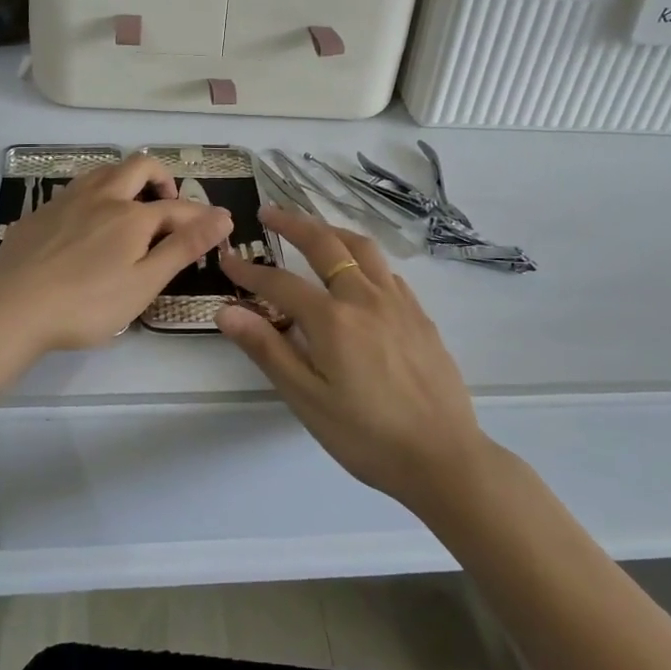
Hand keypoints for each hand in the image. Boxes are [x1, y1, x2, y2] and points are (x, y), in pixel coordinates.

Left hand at [0, 155, 232, 354]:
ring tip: (131, 206)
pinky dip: (95, 194)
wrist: (10, 307)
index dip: (202, 216)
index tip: (219, 225)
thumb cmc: (86, 304)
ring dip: (126, 179)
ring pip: (105, 170)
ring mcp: (68, 200)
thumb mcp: (143, 283)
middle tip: (168, 203)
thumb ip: (183, 248)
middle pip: (139, 166)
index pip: (177, 207)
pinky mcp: (41, 212)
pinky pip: (77, 188)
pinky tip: (87, 222)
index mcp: (132, 216)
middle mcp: (102, 196)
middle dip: (162, 178)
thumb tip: (222, 216)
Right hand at [217, 206, 488, 512]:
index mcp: (333, 320)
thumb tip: (227, 312)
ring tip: (314, 229)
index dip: (250, 271)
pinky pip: (387, 271)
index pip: (280, 283)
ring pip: (363, 248)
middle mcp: (365, 298)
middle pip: (326, 245)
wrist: (443, 457)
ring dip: (332, 231)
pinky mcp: (420, 315)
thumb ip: (268, 350)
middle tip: (270, 212)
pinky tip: (360, 272)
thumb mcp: (307, 400)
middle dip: (293, 223)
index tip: (228, 260)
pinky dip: (364, 257)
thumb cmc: (367, 436)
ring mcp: (398, 303)